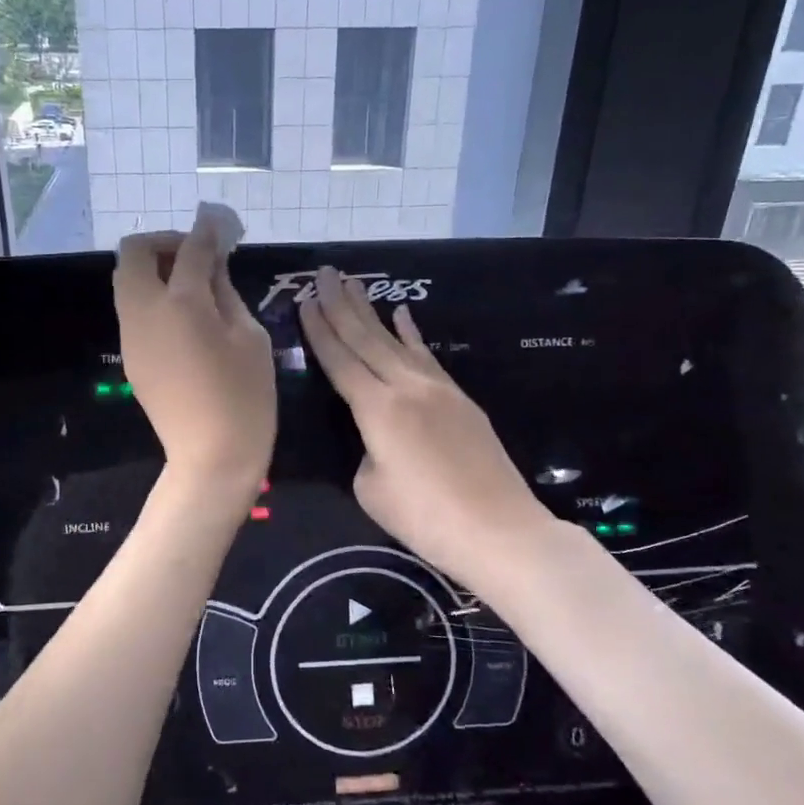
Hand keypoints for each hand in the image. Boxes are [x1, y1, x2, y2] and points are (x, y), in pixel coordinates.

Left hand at [114, 210, 275, 496]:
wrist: (211, 458)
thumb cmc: (245, 397)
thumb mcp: (250, 337)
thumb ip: (227, 292)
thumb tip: (213, 263)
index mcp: (181, 303)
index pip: (189, 249)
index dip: (206, 230)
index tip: (218, 222)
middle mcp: (145, 311)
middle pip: (133, 253)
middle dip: (163, 243)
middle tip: (197, 257)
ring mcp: (131, 335)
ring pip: (126, 281)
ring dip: (153, 269)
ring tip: (193, 285)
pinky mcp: (131, 356)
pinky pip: (132, 309)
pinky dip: (151, 296)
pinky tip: (183, 317)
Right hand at [299, 266, 546, 585]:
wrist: (499, 531)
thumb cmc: (426, 519)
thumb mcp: (371, 489)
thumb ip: (365, 451)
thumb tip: (376, 437)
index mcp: (376, 409)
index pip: (339, 360)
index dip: (319, 329)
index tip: (304, 299)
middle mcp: (405, 386)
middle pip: (366, 338)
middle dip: (340, 304)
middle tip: (324, 273)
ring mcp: (437, 389)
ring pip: (396, 341)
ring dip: (372, 311)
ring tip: (354, 283)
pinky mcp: (460, 398)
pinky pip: (426, 356)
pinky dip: (412, 333)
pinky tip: (403, 314)